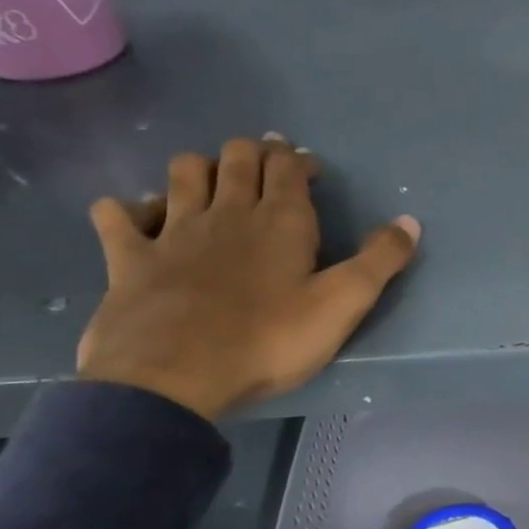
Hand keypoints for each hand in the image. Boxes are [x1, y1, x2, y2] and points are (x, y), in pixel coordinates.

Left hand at [76, 134, 419, 420]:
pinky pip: (117, 217)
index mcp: (280, 221)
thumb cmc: (270, 339)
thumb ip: (380, 260)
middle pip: (236, 158)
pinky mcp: (130, 258)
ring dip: (198, 167)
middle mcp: (226, 212)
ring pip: (182, 174)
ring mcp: (172, 232)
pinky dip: (126, 209)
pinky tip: (136, 216)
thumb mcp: (343, 303)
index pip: (288, 167)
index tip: (310, 168)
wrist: (175, 376)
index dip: (299, 160)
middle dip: (254, 152)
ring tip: (211, 180)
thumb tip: (411, 221)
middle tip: (267, 164)